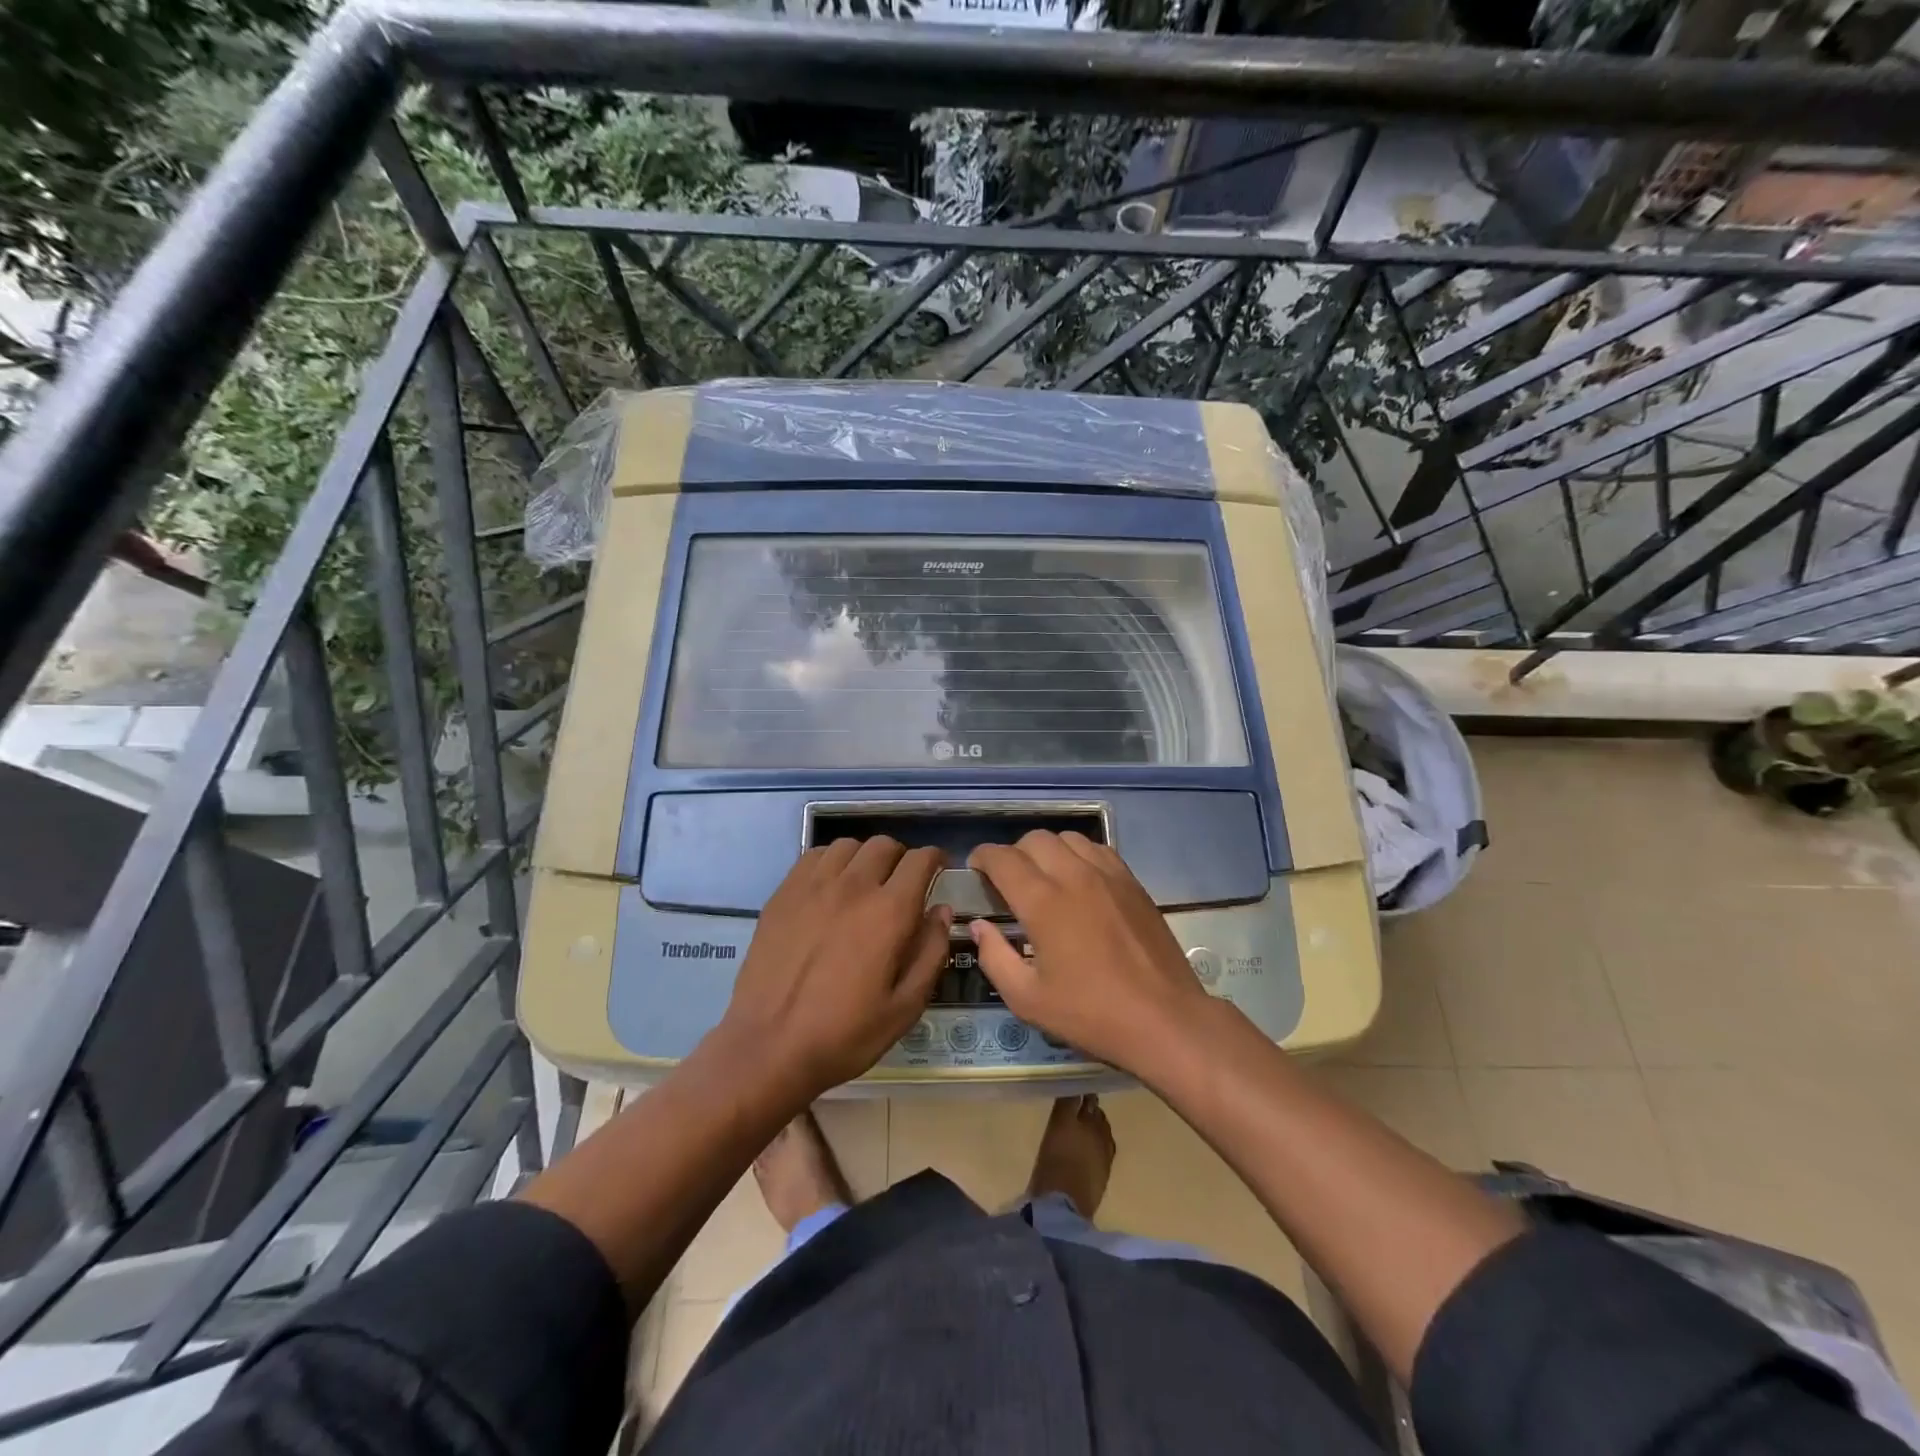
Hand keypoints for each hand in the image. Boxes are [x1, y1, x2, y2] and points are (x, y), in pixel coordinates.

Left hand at [717, 837, 951, 1101]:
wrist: (769, 1048)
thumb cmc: (845, 1034)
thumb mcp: (905, 1006)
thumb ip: (931, 952)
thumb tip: (942, 911)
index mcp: (889, 912)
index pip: (920, 860)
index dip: (935, 859)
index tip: (939, 870)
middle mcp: (853, 887)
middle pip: (884, 845)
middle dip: (901, 857)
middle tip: (902, 883)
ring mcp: (812, 886)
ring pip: (848, 845)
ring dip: (865, 857)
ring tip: (865, 882)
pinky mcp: (783, 894)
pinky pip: (813, 856)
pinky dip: (831, 861)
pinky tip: (830, 887)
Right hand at [968, 831, 1218, 1076]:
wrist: (1164, 1019)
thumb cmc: (1091, 1014)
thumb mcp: (1028, 999)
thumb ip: (994, 957)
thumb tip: (979, 926)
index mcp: (1043, 902)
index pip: (1003, 858)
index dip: (983, 857)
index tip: (976, 869)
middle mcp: (1074, 876)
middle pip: (1035, 840)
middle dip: (1013, 853)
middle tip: (1008, 881)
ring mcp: (1108, 875)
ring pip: (1068, 838)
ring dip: (1047, 850)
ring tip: (1044, 877)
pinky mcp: (1132, 882)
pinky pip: (1098, 849)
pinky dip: (1078, 854)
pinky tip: (1078, 880)